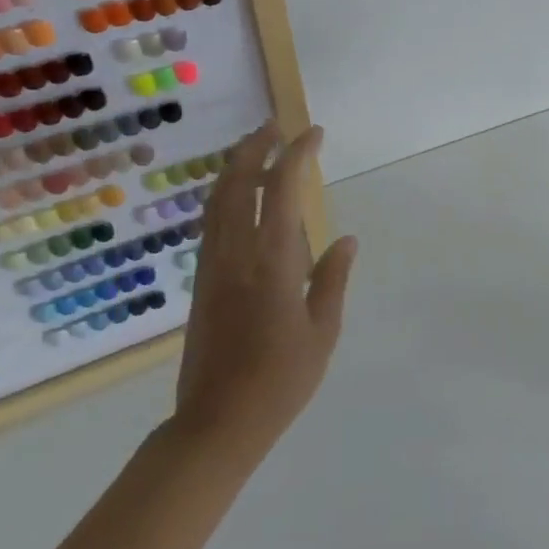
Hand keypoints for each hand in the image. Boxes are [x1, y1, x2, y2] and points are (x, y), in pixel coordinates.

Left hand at [166, 121, 357, 463]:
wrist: (216, 423)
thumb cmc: (280, 379)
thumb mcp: (322, 330)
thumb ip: (333, 278)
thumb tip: (345, 238)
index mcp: (272, 260)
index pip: (283, 188)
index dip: (298, 153)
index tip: (314, 133)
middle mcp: (235, 252)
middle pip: (237, 182)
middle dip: (255, 147)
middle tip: (275, 126)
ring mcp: (212, 265)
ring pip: (218, 200)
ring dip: (236, 167)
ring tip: (259, 150)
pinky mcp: (202, 280)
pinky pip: (212, 221)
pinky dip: (227, 195)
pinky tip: (243, 198)